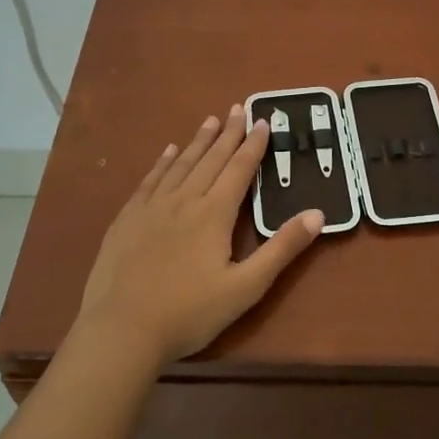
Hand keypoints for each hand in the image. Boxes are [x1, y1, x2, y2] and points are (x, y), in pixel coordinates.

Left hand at [77, 105, 323, 362]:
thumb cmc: (189, 313)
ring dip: (197, 142)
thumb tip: (317, 214)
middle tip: (238, 108)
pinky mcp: (127, 219)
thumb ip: (282, 249)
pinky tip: (167, 153)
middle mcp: (183, 200)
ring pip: (180, 165)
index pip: (239, 170)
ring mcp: (151, 208)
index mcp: (214, 214)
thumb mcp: (246, 287)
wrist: (121, 330)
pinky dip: (162, 163)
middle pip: (210, 159)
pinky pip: (150, 180)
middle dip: (228, 134)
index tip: (263, 121)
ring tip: (210, 121)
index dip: (253, 145)